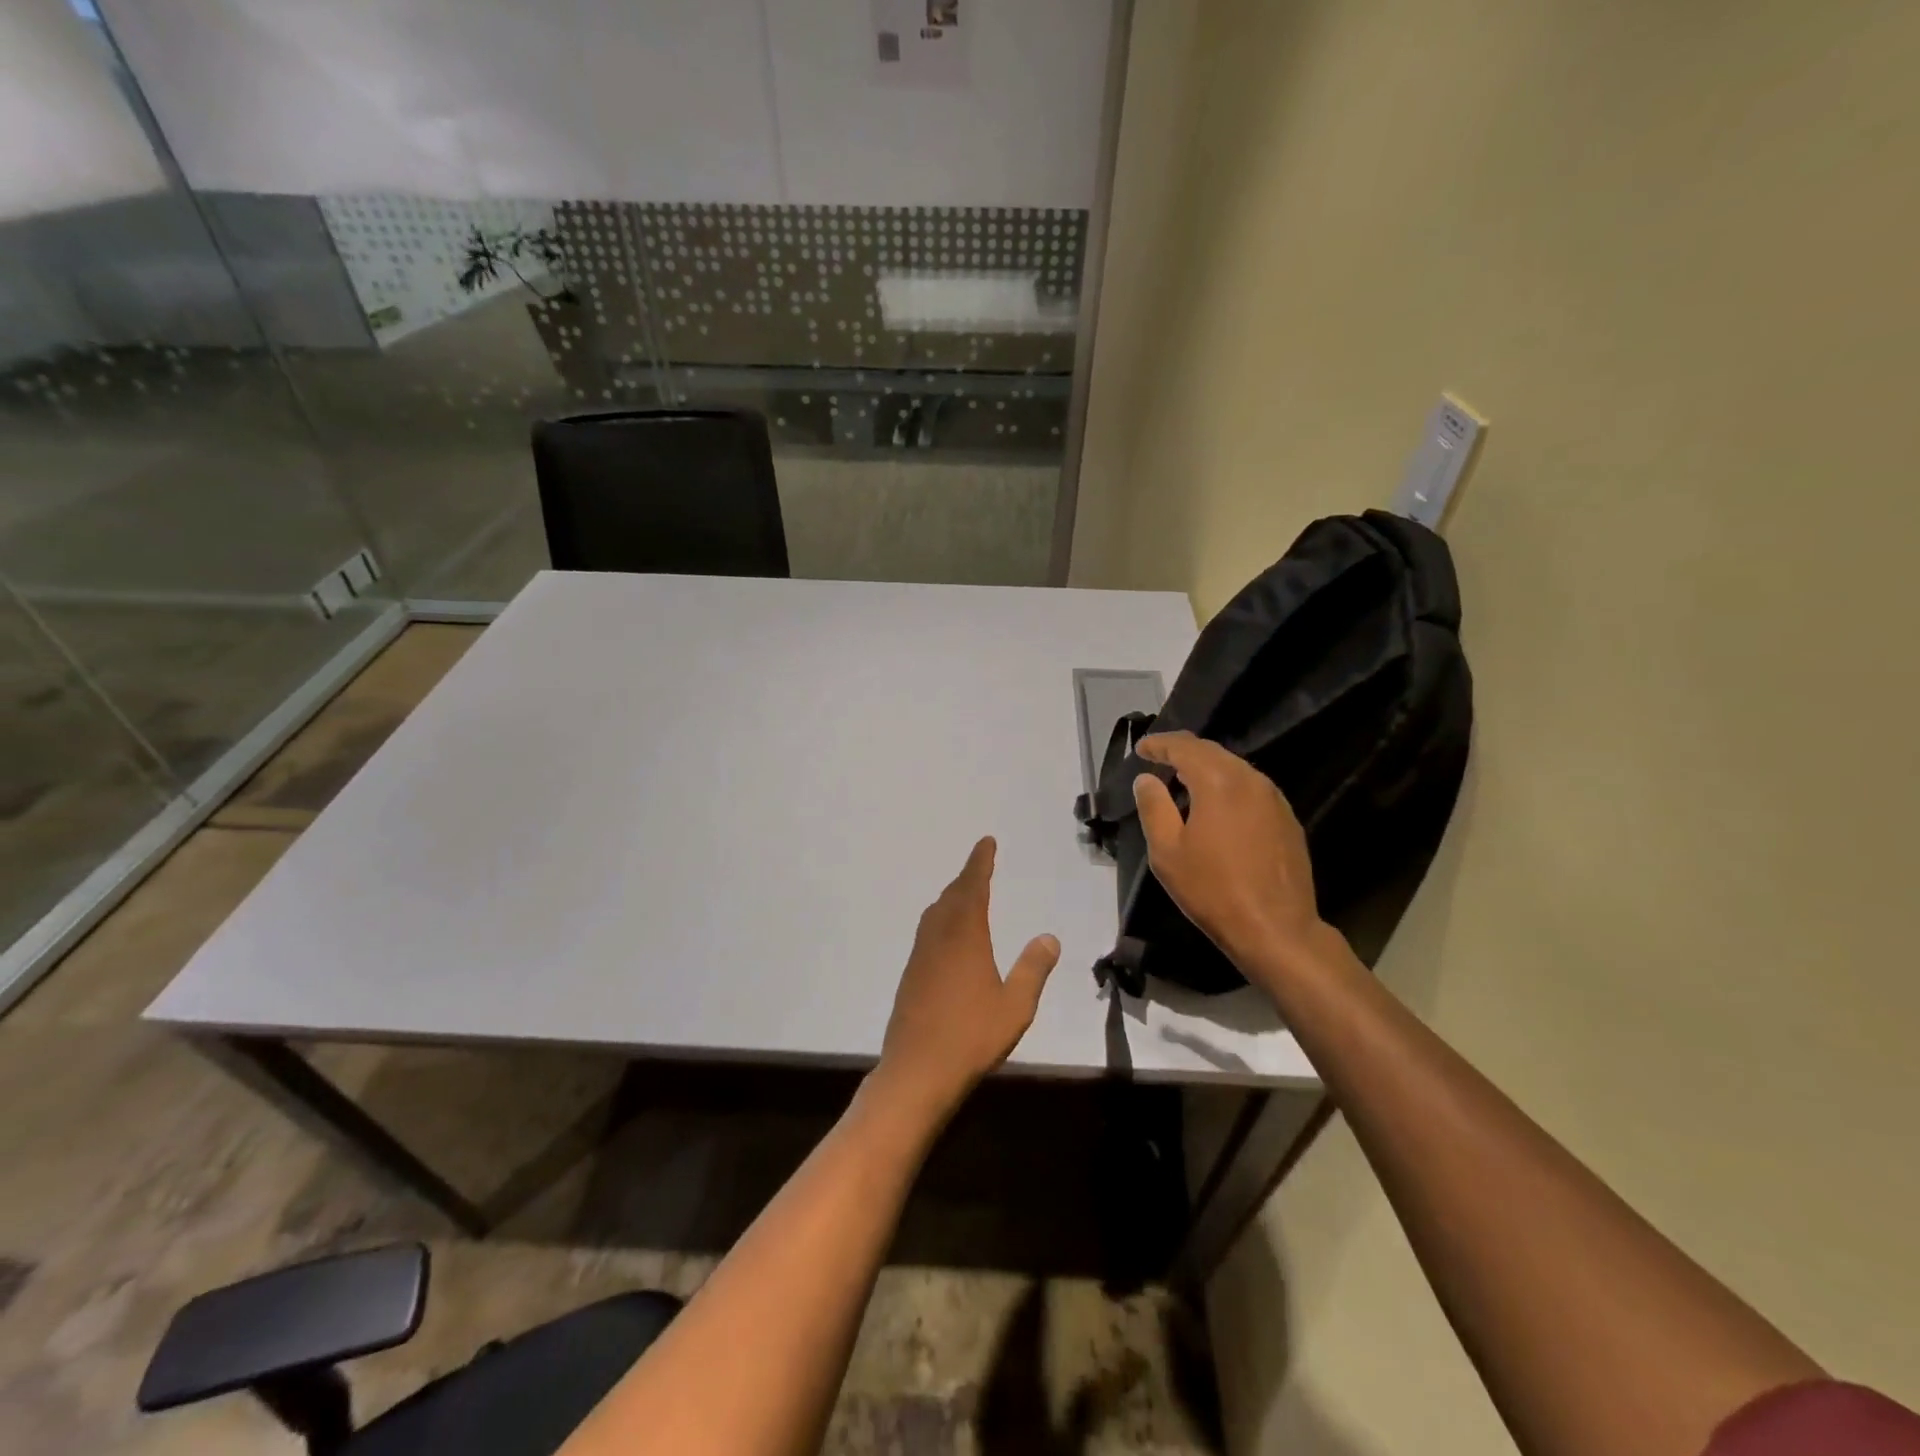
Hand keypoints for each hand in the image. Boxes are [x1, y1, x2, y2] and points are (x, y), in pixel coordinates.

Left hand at [874, 837, 1059, 1123]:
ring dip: (951, 898)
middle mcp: (938, 938)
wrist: (916, 1071)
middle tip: (980, 865)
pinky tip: (948, 937)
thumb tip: (1049, 937)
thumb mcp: (1015, 1006)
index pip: (973, 888)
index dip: (980, 863)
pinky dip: (941, 920)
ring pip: (935, 914)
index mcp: (965, 937)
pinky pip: (927, 932)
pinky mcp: (910, 976)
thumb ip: (1033, 969)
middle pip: (951, 896)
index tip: (986, 842)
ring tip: (966, 895)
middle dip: (967, 877)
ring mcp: (920, 957)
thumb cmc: (971, 1037)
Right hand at [1132, 731, 1330, 980]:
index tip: (1142, 748)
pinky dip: (1228, 786)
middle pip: (1213, 752)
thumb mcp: (1168, 851)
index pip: (1185, 747)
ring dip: (1207, 768)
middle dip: (1184, 751)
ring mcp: (1274, 799)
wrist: (1276, 929)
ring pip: (1235, 768)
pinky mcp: (1287, 819)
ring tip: (1184, 779)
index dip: (1160, 744)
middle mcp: (1251, 779)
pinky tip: (1216, 805)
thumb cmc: (1213, 890)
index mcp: (1218, 781)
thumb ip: (1154, 807)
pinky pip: (1251, 788)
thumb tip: (1147, 779)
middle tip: (1160, 757)